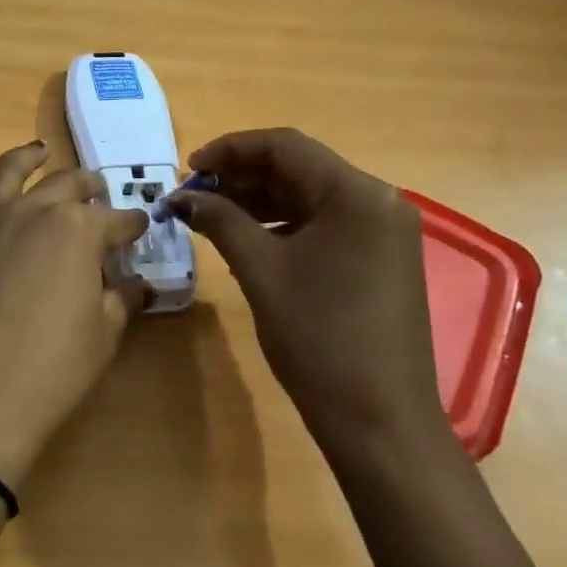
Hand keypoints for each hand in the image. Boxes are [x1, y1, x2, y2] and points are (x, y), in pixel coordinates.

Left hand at [0, 141, 149, 489]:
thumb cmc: (47, 374)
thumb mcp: (102, 339)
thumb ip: (121, 301)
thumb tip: (138, 284)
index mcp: (77, 231)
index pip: (114, 220)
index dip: (130, 224)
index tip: (138, 227)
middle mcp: (30, 210)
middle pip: (66, 186)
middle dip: (87, 187)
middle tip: (96, 191)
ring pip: (7, 171)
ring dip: (28, 158)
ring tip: (39, 152)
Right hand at [164, 129, 444, 451]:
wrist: (379, 420)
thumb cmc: (318, 337)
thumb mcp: (261, 270)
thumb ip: (221, 220)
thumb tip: (182, 197)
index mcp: (356, 193)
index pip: (285, 146)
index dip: (230, 150)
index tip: (187, 169)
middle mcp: (378, 200)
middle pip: (299, 168)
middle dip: (242, 176)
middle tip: (193, 195)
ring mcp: (384, 231)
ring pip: (310, 195)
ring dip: (260, 199)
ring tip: (212, 214)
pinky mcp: (380, 258)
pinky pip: (325, 223)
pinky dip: (284, 223)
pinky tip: (248, 237)